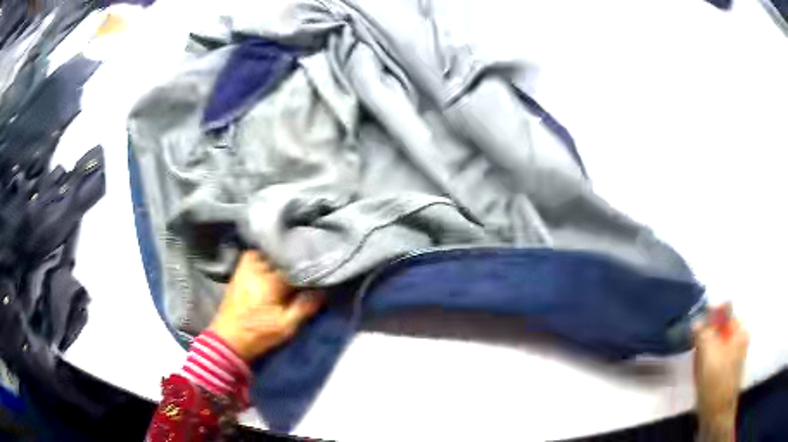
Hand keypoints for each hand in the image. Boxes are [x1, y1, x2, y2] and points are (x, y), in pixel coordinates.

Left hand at [209, 251, 324, 361]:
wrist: (229, 338)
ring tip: (292, 266)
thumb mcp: (287, 326)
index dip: (309, 268)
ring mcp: (246, 266)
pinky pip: (257, 255)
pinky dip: (267, 257)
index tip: (320, 271)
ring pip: (270, 253)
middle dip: (295, 261)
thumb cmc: (259, 333)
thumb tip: (323, 291)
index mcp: (270, 279)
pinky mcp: (240, 270)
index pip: (296, 265)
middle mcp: (257, 266)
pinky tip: (273, 266)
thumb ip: (306, 306)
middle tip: (308, 268)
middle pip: (283, 256)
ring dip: (281, 258)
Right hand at [693, 304, 748, 439]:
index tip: (697, 326)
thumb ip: (703, 333)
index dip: (710, 315)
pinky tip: (700, 373)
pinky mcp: (726, 369)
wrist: (717, 415)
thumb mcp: (709, 355)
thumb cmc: (716, 383)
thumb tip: (697, 321)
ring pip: (715, 344)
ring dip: (704, 351)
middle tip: (696, 350)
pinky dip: (706, 361)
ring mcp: (733, 355)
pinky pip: (715, 357)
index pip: (725, 310)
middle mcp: (738, 339)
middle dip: (706, 336)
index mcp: (738, 331)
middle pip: (719, 328)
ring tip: (698, 365)